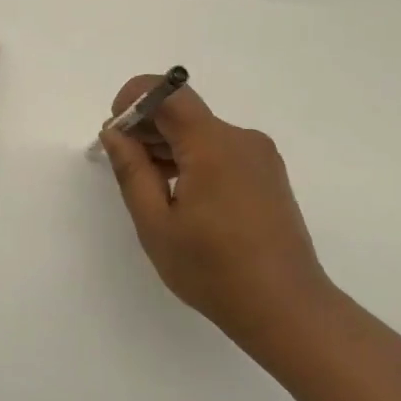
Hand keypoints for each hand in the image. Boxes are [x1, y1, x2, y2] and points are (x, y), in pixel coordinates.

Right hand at [99, 77, 333, 351]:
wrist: (285, 308)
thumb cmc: (212, 269)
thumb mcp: (156, 224)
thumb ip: (132, 171)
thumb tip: (115, 132)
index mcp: (213, 145)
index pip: (168, 92)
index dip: (135, 100)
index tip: (116, 132)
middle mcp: (241, 139)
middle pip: (184, 112)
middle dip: (147, 128)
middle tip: (121, 165)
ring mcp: (259, 157)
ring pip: (201, 133)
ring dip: (168, 147)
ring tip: (147, 187)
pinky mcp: (267, 175)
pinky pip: (220, 152)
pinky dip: (192, 160)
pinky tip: (178, 196)